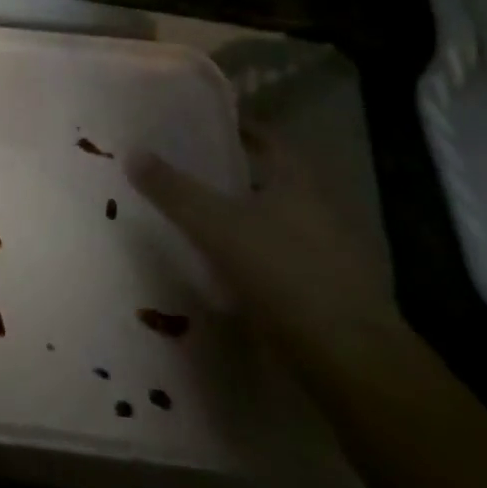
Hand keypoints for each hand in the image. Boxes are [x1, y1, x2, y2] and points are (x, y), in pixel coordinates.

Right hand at [129, 126, 401, 356]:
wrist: (354, 362)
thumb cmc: (284, 273)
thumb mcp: (216, 226)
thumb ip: (173, 190)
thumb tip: (133, 152)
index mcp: (297, 177)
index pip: (262, 135)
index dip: (230, 127)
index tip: (194, 125)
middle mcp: (320, 204)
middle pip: (269, 177)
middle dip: (232, 173)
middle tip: (187, 170)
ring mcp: (333, 249)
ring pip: (278, 219)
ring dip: (245, 217)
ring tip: (201, 219)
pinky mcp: (334, 290)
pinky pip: (286, 256)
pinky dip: (259, 254)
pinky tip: (231, 269)